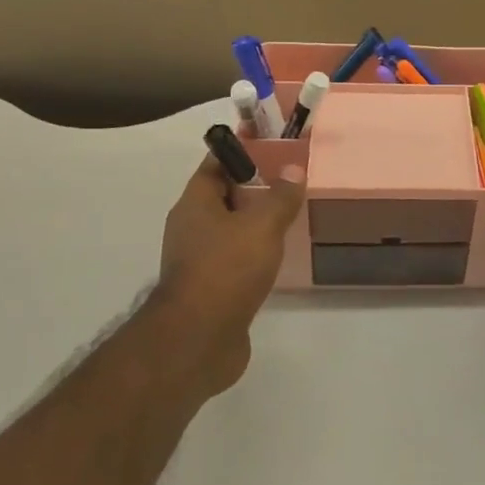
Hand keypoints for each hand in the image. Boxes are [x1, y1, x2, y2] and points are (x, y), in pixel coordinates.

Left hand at [151, 155, 305, 397]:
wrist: (198, 339)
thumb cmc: (226, 269)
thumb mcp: (262, 226)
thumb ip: (280, 196)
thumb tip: (294, 169)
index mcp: (195, 204)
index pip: (216, 164)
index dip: (242, 151)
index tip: (273, 145)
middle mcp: (191, 228)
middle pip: (224, 197)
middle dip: (255, 187)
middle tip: (292, 182)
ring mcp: (198, 260)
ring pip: (231, 230)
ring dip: (256, 223)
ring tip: (291, 217)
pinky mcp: (210, 289)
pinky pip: (235, 259)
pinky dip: (255, 253)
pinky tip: (280, 257)